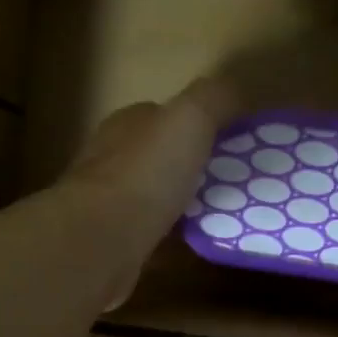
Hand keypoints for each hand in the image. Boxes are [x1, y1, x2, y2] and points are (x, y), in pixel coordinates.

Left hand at [65, 77, 239, 307]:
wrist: (101, 241)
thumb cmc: (146, 174)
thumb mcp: (190, 119)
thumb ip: (214, 99)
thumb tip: (236, 91)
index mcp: (128, 124)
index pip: (165, 115)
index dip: (200, 124)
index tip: (234, 143)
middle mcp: (113, 158)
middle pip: (162, 157)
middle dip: (194, 167)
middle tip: (236, 183)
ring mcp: (110, 203)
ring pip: (157, 197)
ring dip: (186, 204)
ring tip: (225, 215)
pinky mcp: (114, 242)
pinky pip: (155, 235)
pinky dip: (176, 239)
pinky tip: (200, 245)